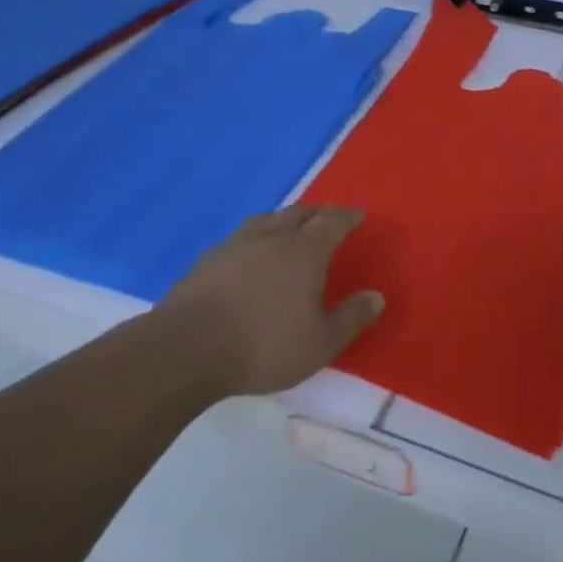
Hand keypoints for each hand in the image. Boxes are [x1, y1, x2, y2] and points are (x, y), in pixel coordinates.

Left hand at [162, 205, 384, 397]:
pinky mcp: (206, 260)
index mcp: (304, 251)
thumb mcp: (320, 343)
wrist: (186, 348)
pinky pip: (238, 238)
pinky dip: (253, 240)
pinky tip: (248, 257)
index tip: (358, 215)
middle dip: (317, 213)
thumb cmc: (263, 345)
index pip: (332, 221)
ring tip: (287, 230)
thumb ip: (351, 319)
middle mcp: (271, 237)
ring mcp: (235, 244)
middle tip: (327, 219)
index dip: (347, 216)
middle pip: (299, 213)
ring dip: (282, 220)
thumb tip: (377, 296)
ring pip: (265, 220)